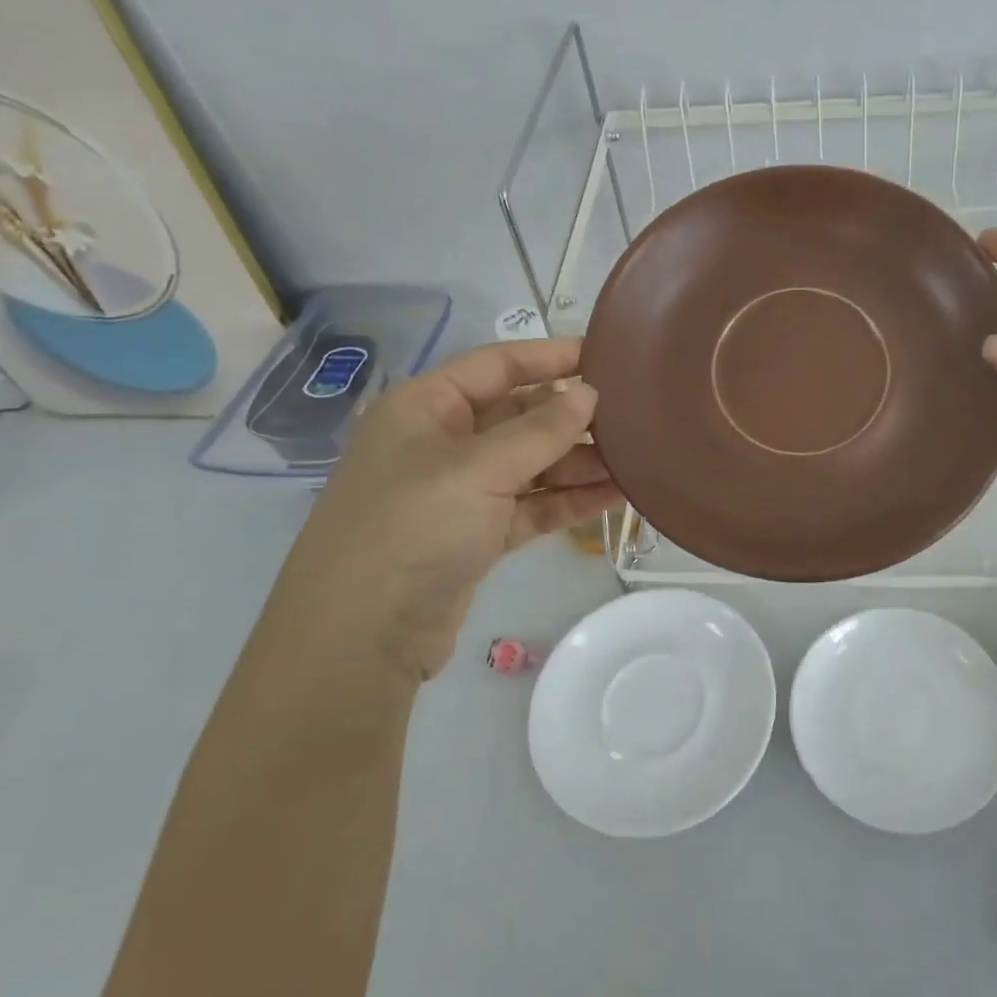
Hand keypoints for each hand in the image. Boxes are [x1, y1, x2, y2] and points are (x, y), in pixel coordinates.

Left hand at [256, 339, 619, 683]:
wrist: (358, 640)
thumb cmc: (410, 530)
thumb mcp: (477, 470)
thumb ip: (540, 431)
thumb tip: (590, 394)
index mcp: (425, 407)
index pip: (497, 365)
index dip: (551, 356)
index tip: (607, 356)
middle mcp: (442, 442)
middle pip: (520, 415)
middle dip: (573, 417)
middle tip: (635, 416)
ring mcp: (459, 492)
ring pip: (531, 464)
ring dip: (579, 463)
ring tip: (638, 460)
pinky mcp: (476, 535)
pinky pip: (531, 505)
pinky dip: (568, 501)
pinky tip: (615, 496)